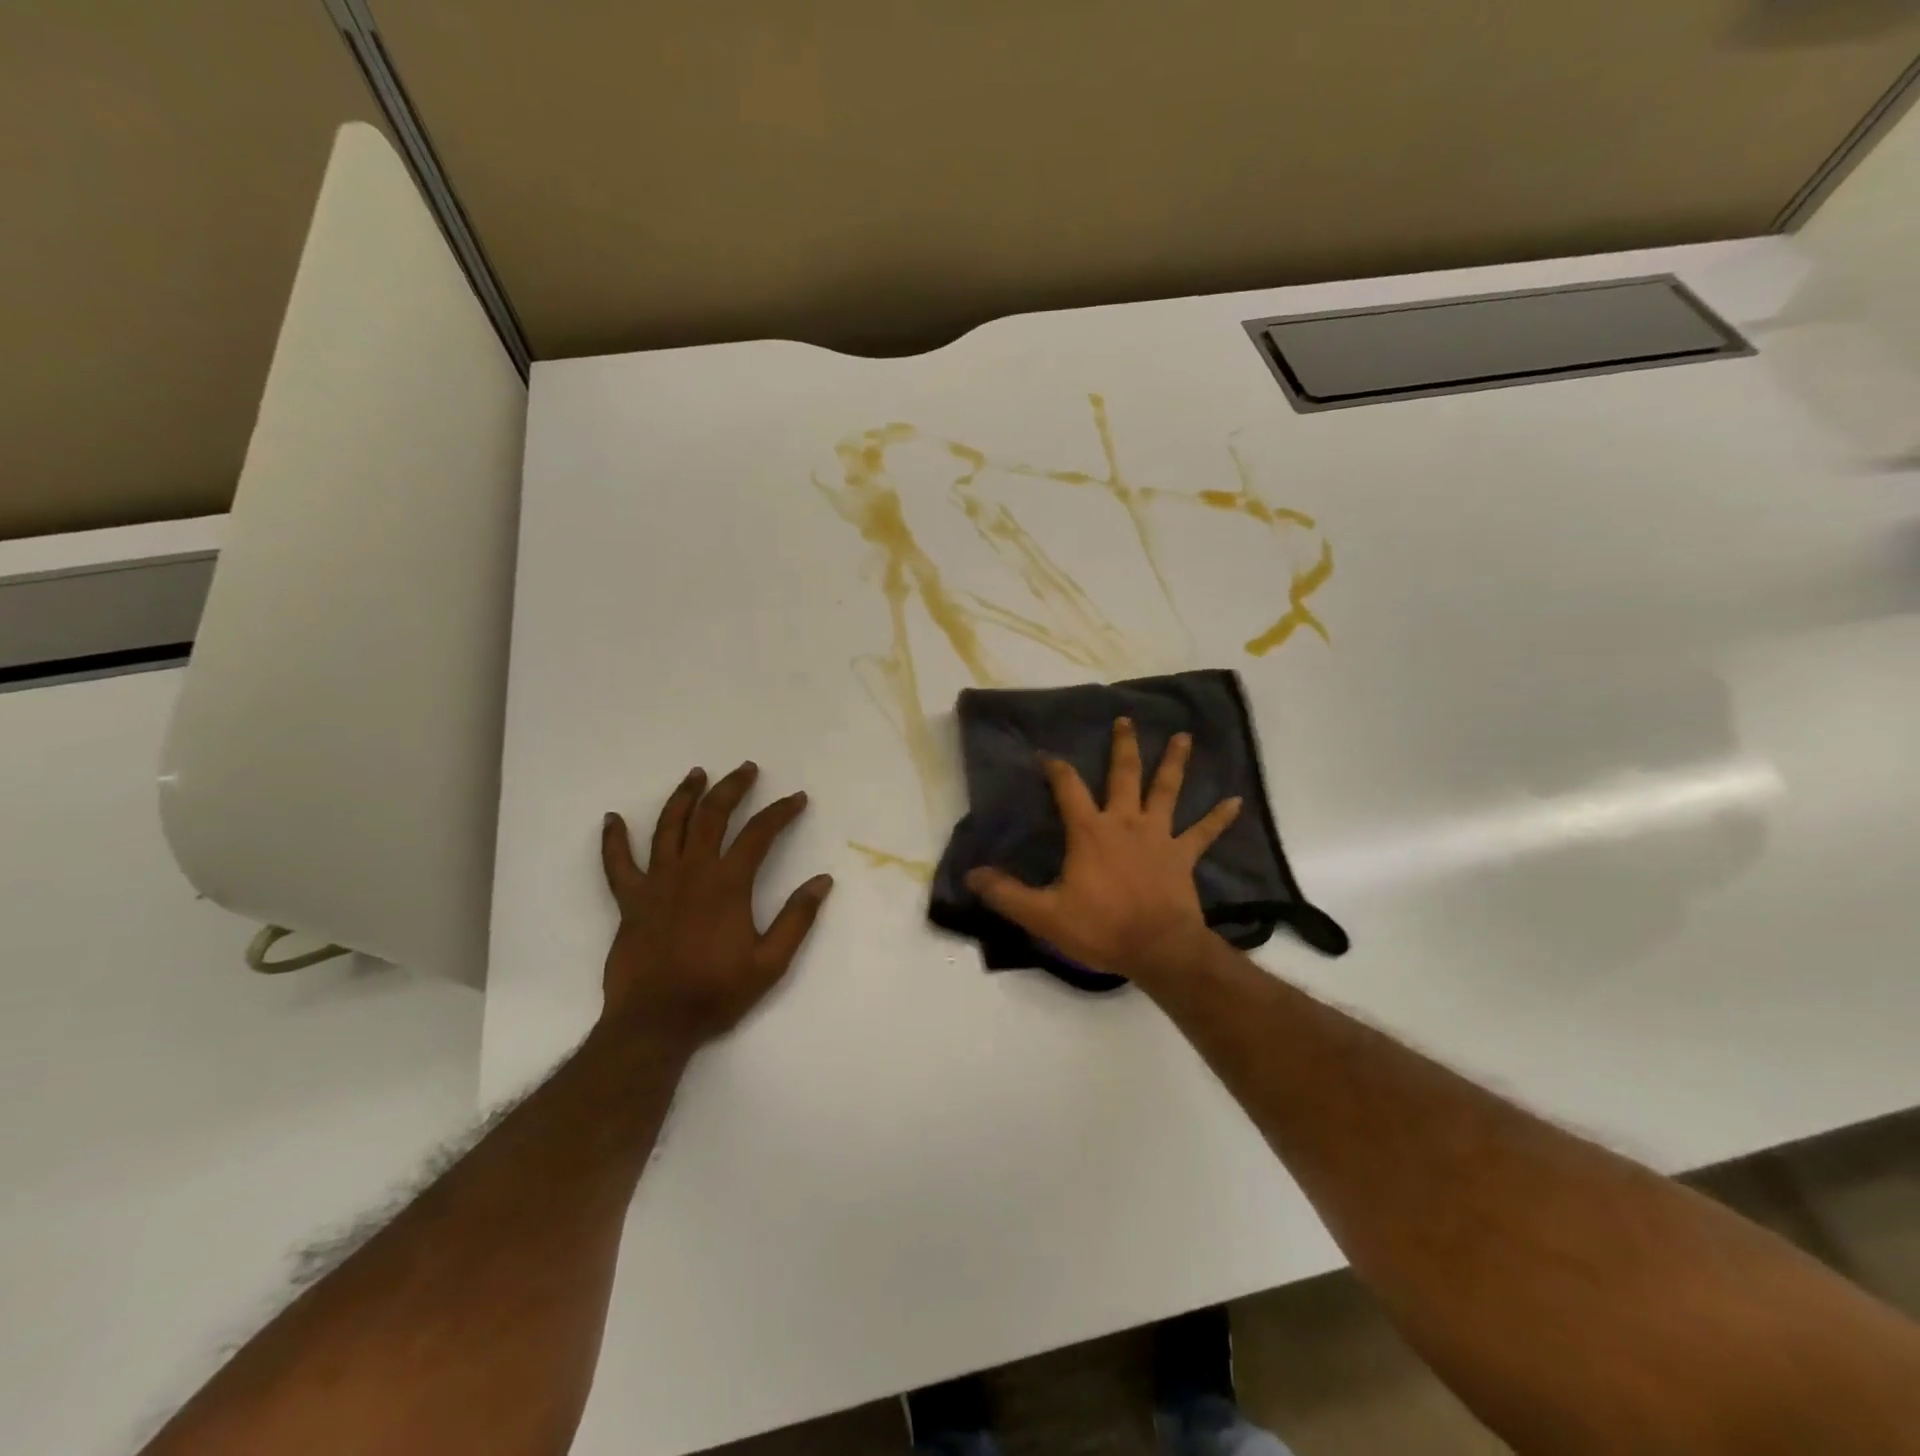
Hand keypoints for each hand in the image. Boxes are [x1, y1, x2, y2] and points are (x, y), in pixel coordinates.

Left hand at [599, 762, 833, 1050]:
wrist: (656, 1023)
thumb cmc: (716, 992)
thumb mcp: (771, 962)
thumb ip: (797, 918)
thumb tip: (823, 880)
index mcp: (728, 884)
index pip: (759, 834)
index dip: (780, 812)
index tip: (796, 798)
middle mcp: (692, 872)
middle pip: (712, 816)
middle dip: (732, 788)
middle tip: (747, 769)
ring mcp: (656, 883)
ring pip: (669, 827)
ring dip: (684, 796)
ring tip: (697, 774)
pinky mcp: (629, 901)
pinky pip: (617, 864)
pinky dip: (613, 840)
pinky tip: (611, 819)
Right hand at [965, 718, 1240, 988]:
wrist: (1157, 949)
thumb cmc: (1100, 928)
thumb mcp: (1043, 914)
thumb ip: (1006, 893)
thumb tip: (972, 875)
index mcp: (1090, 832)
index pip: (1068, 788)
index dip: (1056, 768)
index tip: (1047, 754)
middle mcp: (1125, 823)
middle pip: (1124, 775)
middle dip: (1123, 746)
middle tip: (1126, 720)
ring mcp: (1158, 837)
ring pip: (1166, 791)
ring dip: (1174, 763)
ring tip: (1184, 737)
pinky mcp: (1182, 856)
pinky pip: (1204, 833)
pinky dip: (1219, 817)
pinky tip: (1237, 801)